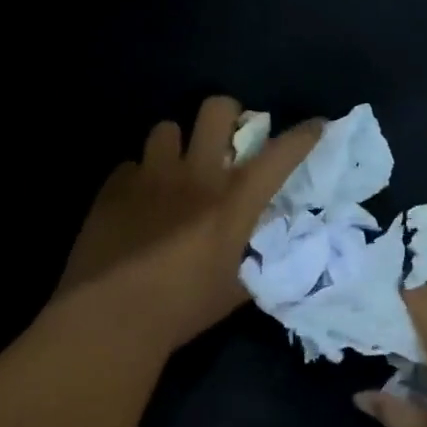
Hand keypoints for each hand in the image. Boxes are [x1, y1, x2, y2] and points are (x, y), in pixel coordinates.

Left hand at [57, 97, 322, 353]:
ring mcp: (150, 176)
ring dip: (177, 145)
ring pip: (166, 128)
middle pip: (216, 110)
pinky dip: (140, 177)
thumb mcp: (234, 291)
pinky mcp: (113, 187)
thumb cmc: (181, 308)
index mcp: (232, 202)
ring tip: (174, 171)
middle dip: (228, 115)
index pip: (279, 156)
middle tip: (226, 139)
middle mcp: (194, 175)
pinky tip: (138, 202)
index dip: (303, 136)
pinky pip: (131, 164)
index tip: (316, 126)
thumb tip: (262, 254)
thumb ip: (252, 263)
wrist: (110, 317)